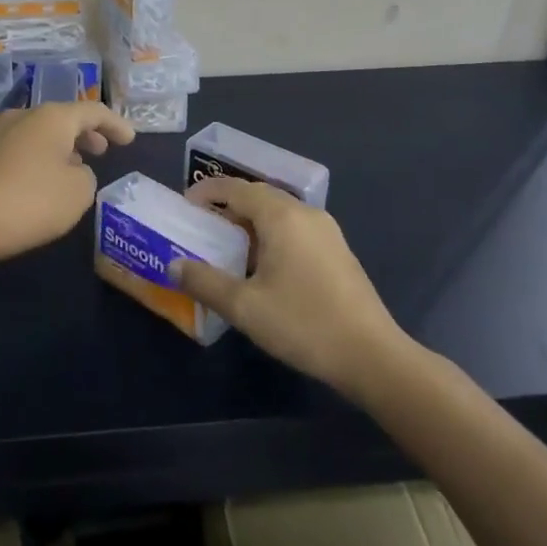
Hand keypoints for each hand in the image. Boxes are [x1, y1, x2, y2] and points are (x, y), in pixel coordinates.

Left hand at [0, 102, 134, 264]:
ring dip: (64, 145)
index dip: (115, 124)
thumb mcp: (78, 191)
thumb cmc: (32, 200)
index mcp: (52, 117)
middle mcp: (25, 117)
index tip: (131, 139)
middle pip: (64, 117)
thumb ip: (86, 175)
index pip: (93, 111)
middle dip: (87, 132)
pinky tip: (48, 178)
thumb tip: (72, 169)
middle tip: (104, 149)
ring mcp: (1, 135)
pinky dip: (44, 157)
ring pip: (42, 132)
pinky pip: (26, 148)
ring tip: (79, 164)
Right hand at [175, 178, 411, 401]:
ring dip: (250, 221)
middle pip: (258, 195)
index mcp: (281, 215)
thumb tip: (173, 266)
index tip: (184, 207)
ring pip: (278, 212)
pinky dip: (270, 234)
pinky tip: (262, 265)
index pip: (235, 188)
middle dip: (227, 205)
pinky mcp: (337, 251)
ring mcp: (326, 231)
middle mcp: (305, 213)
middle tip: (202, 226)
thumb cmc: (304, 324)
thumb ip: (204, 282)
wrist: (373, 357)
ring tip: (227, 245)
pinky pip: (295, 228)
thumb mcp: (245, 307)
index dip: (206, 192)